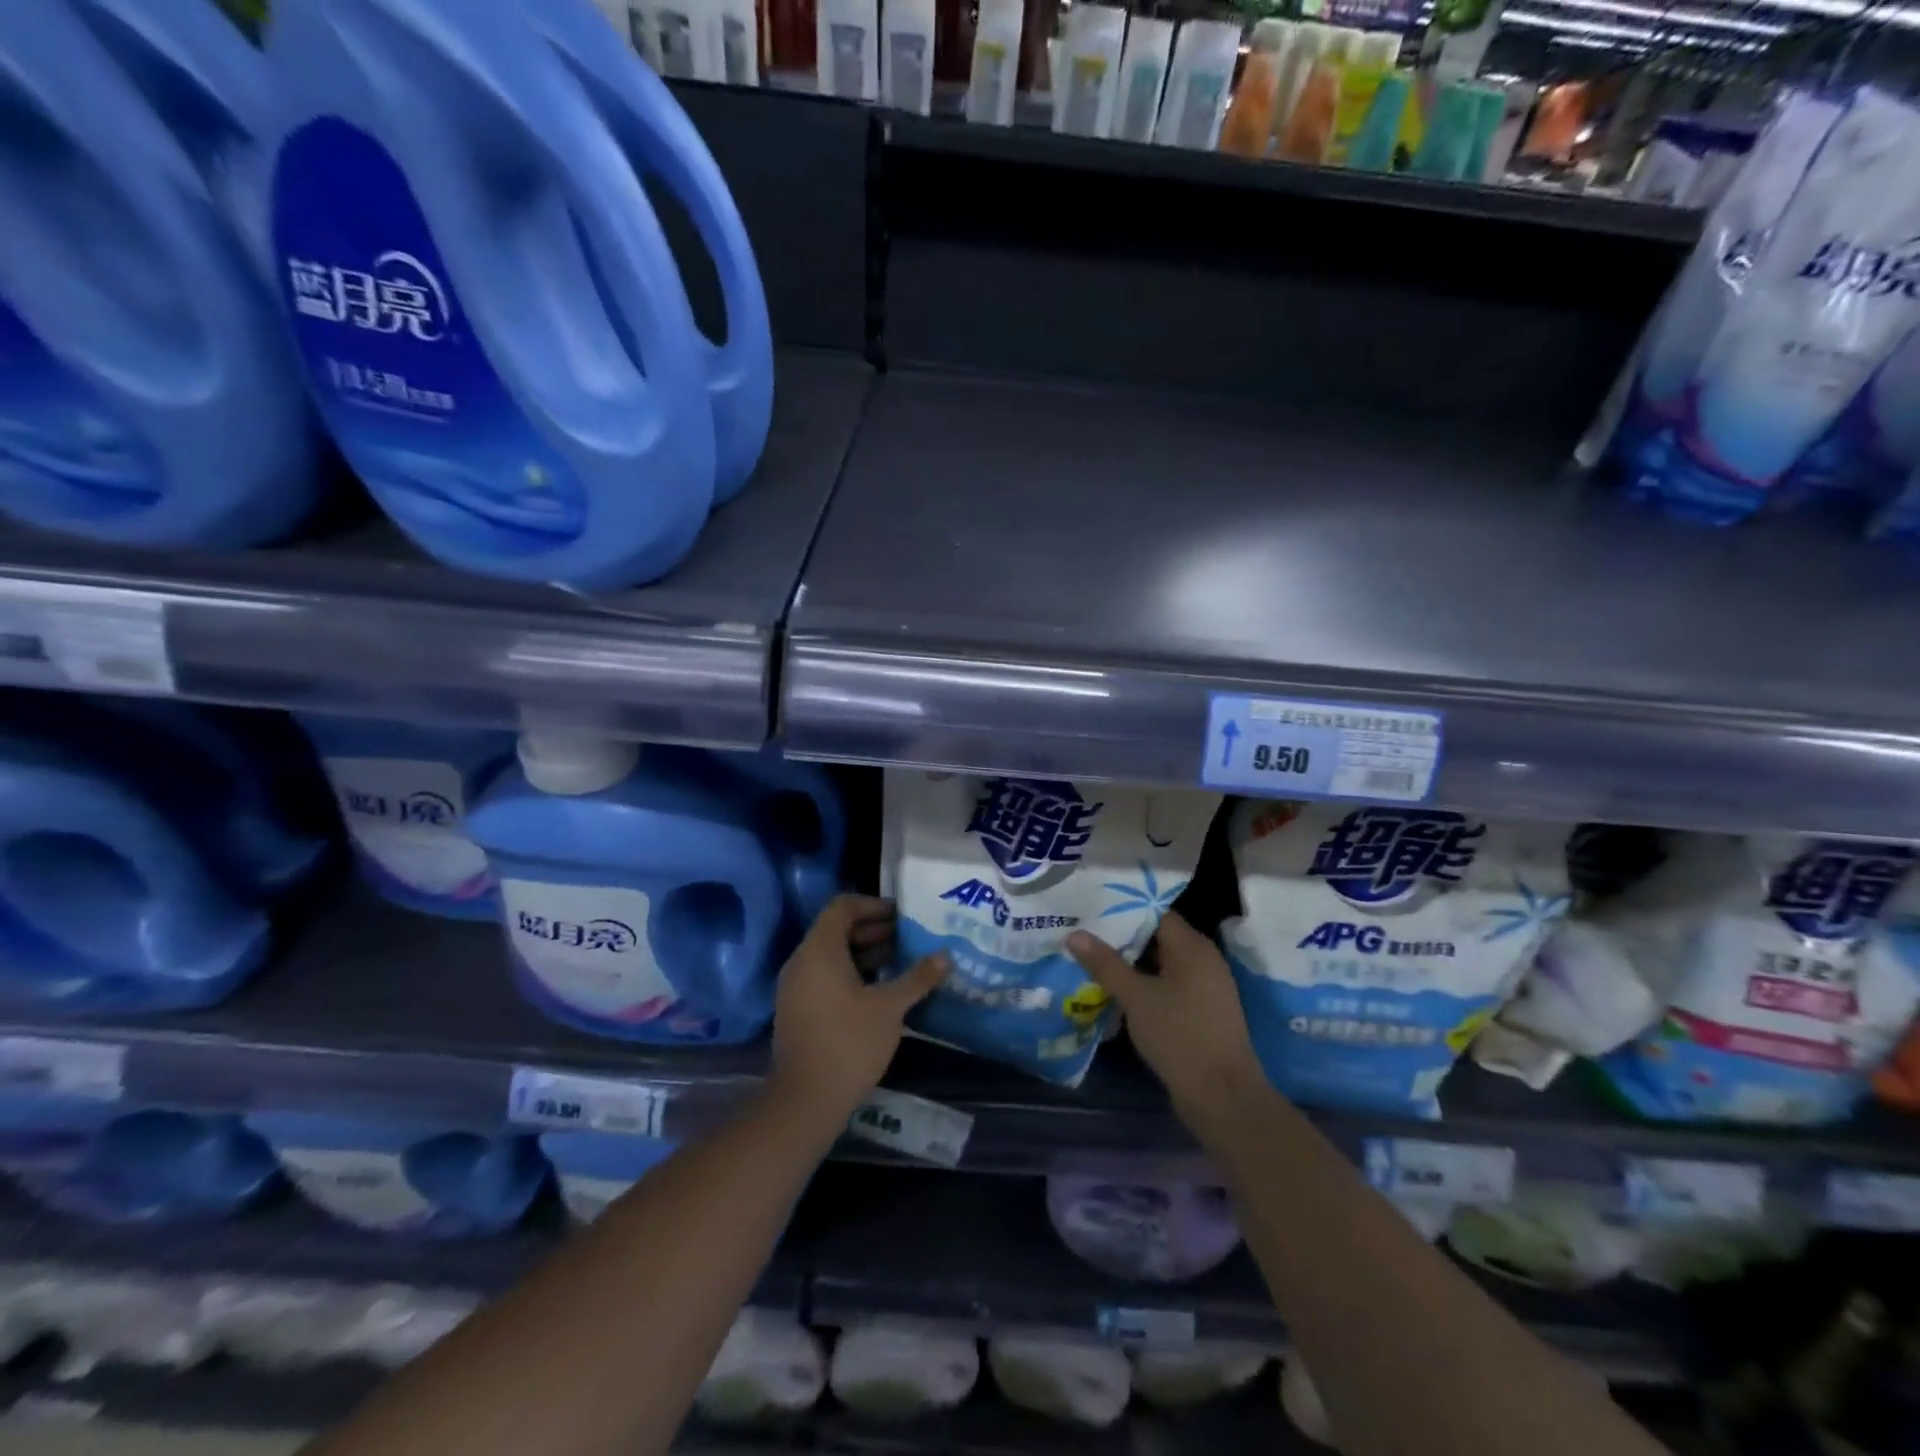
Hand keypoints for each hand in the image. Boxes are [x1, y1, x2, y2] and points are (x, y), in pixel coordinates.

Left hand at [768, 895, 947, 1130]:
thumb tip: (946, 956)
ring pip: (831, 956)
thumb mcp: (890, 1007)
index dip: (873, 904)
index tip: (901, 915)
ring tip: (900, 962)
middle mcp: (802, 961)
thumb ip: (918, 978)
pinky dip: (850, 974)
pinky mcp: (797, 1010)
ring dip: (864, 954)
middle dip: (873, 930)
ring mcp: (795, 987)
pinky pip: (824, 977)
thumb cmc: (850, 1042)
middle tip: (907, 938)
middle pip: (836, 929)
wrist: (805, 1100)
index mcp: (820, 950)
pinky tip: (879, 992)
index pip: (842, 906)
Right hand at [1066, 912, 1267, 1133]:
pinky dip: (1145, 984)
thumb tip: (1075, 934)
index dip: (1124, 909)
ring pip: (1162, 964)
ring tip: (1093, 960)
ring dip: (1132, 963)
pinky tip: (1117, 991)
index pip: (1156, 912)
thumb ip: (1106, 964)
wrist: (1222, 1097)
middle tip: (1085, 933)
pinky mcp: (1203, 1012)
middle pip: (1159, 937)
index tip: (1092, 909)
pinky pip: (1169, 986)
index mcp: (1193, 947)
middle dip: (1123, 937)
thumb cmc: (1179, 1036)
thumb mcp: (1136, 998)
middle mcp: (1205, 960)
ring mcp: (1206, 987)